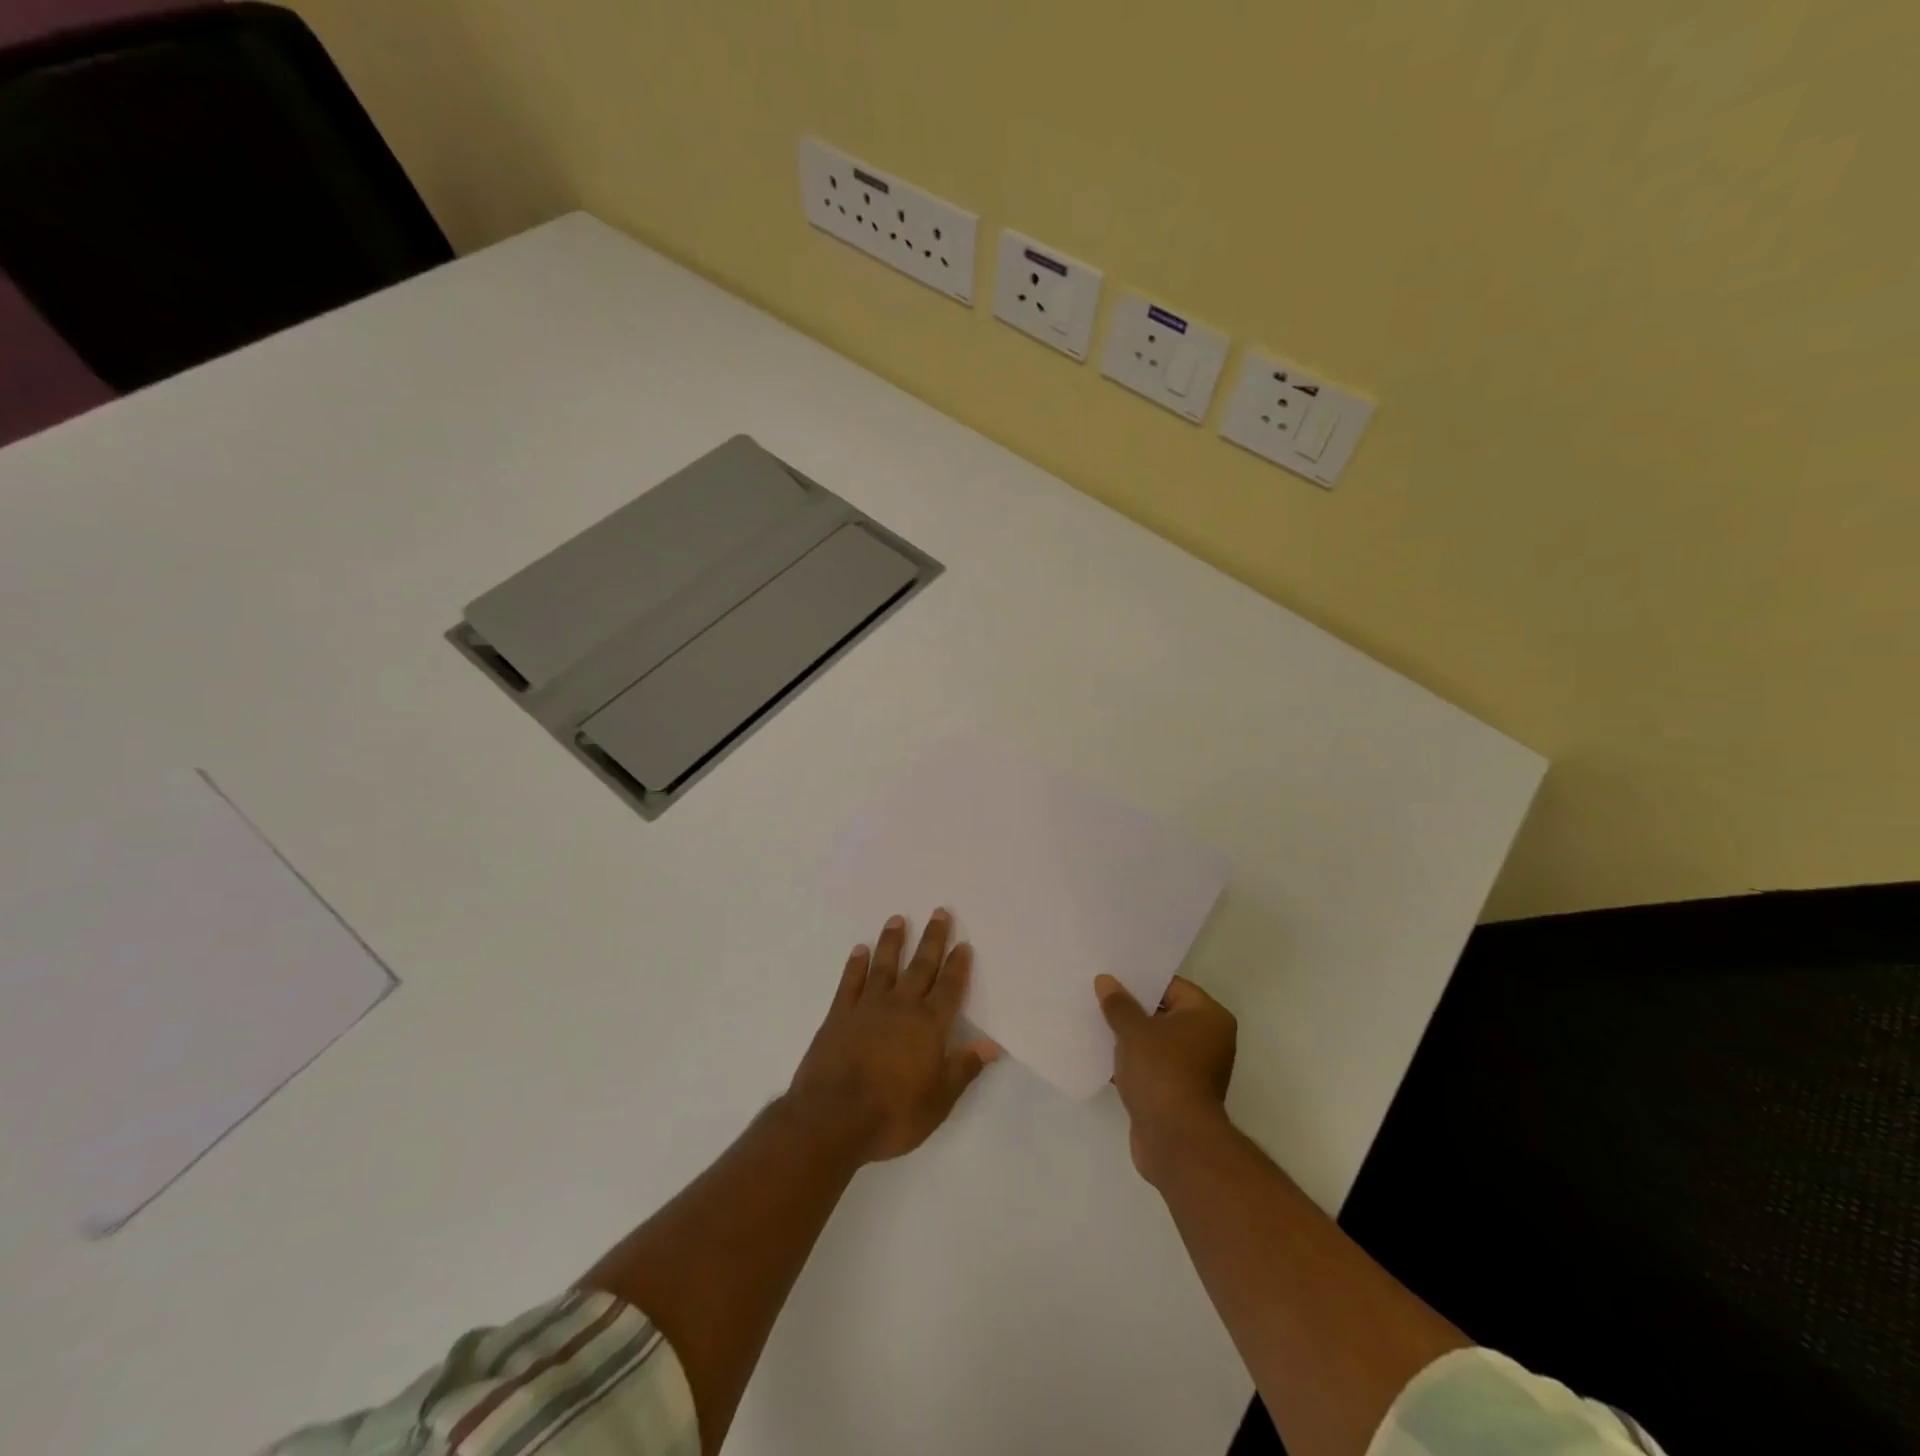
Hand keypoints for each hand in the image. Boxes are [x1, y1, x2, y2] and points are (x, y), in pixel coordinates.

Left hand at [790, 910, 1000, 1163]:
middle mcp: (901, 1007)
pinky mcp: (839, 1015)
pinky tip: (859, 950)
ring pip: (884, 966)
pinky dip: (855, 964)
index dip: (958, 965)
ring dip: (892, 942)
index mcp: (929, 1025)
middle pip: (921, 966)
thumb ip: (963, 1068)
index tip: (963, 943)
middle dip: (932, 940)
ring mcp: (867, 1007)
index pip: (949, 988)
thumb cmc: (892, 1114)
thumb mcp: (938, 1101)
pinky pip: (850, 982)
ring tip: (897, 919)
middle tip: (939, 912)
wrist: (832, 1118)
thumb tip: (991, 1045)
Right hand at [1096, 974, 1236, 1184]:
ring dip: (1130, 1037)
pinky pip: (1152, 1067)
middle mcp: (1209, 1040)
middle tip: (1099, 995)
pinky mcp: (1178, 1094)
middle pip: (1164, 1014)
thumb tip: (1106, 981)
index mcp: (1209, 1017)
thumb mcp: (1134, 1031)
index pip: (1172, 986)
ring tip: (1096, 1022)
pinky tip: (1102, 1055)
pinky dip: (1132, 1062)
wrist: (1175, 1141)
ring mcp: (1195, 1069)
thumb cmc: (1162, 1072)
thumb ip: (1119, 1004)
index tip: (1112, 975)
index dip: (1140, 980)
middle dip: (1132, 1008)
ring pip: (1156, 1042)